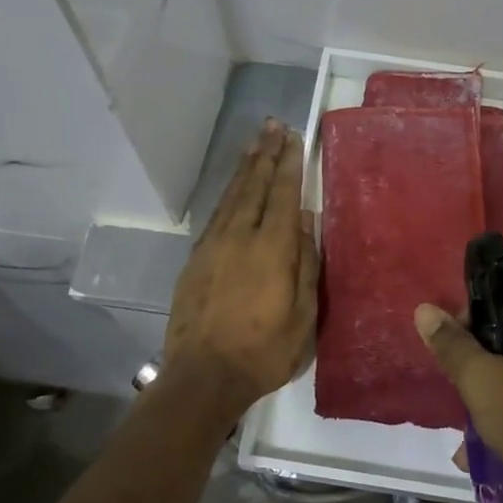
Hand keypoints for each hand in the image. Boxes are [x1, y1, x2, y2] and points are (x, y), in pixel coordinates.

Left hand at [164, 119, 318, 413]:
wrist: (202, 377)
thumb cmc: (263, 352)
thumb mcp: (304, 317)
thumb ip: (306, 266)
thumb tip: (307, 223)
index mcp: (272, 250)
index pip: (284, 195)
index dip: (289, 164)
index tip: (293, 137)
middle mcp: (240, 237)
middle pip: (254, 186)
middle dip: (266, 154)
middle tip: (273, 125)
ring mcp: (213, 246)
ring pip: (232, 196)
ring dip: (245, 168)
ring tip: (255, 143)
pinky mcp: (196, 260)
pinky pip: (216, 214)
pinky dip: (229, 194)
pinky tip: (233, 189)